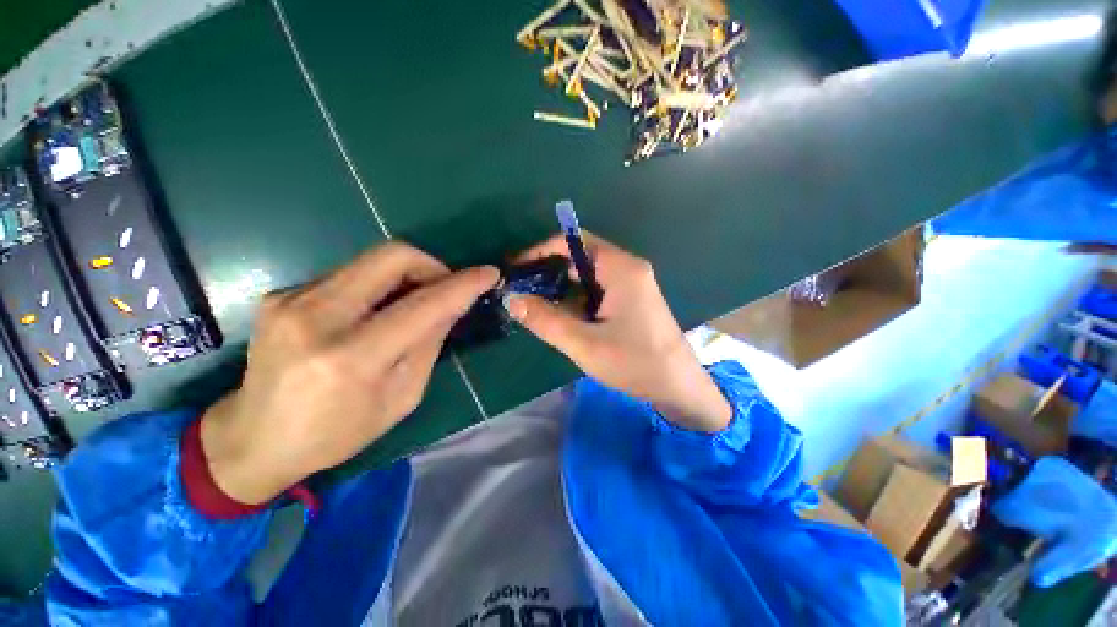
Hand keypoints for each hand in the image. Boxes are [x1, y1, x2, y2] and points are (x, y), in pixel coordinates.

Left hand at [201, 243, 498, 503]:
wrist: (252, 439)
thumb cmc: (336, 433)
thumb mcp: (401, 398)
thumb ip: (428, 344)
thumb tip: (451, 305)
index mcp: (351, 358)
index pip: (422, 305)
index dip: (462, 285)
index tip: (488, 273)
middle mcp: (315, 318)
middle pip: (391, 256)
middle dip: (432, 265)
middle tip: (445, 287)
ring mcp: (291, 299)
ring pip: (370, 261)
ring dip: (406, 276)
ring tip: (413, 303)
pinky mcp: (281, 294)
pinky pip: (349, 275)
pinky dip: (377, 286)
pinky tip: (375, 313)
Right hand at [506, 234, 731, 431]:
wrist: (678, 387)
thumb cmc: (635, 363)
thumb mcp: (584, 343)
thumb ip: (545, 320)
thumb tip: (511, 299)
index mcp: (621, 269)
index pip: (574, 242)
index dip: (542, 250)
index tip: (517, 268)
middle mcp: (628, 268)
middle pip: (580, 257)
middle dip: (550, 271)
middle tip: (522, 291)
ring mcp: (632, 284)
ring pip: (588, 276)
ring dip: (563, 288)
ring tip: (537, 306)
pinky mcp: (632, 299)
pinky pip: (598, 290)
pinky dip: (578, 299)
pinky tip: (565, 317)